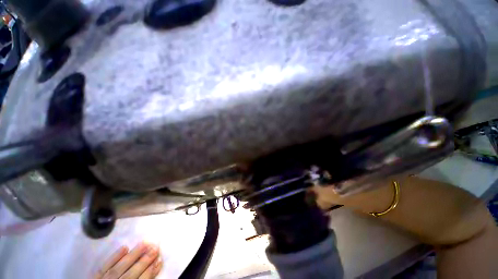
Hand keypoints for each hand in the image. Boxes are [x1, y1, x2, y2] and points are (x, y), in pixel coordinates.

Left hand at [95, 243, 162, 278]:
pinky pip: (104, 267)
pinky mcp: (94, 278)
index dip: (150, 272)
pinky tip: (125, 247)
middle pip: (130, 275)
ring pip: (119, 268)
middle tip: (156, 247)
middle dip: (144, 261)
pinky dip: (114, 257)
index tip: (160, 260)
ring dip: (133, 255)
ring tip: (145, 243)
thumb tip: (152, 271)